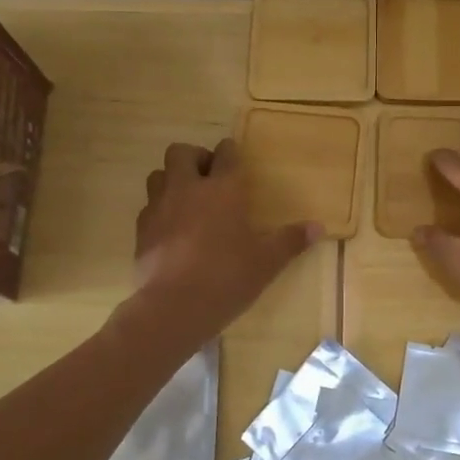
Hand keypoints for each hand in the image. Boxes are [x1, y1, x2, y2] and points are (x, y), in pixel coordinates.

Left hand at [132, 139, 319, 337]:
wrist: (173, 308)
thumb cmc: (226, 277)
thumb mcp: (266, 262)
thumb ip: (290, 241)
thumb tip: (318, 227)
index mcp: (223, 189)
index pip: (225, 152)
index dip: (230, 152)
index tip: (235, 160)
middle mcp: (187, 188)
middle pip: (181, 152)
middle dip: (195, 157)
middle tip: (208, 177)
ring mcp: (159, 207)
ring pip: (158, 175)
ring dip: (172, 179)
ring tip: (187, 199)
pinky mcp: (141, 230)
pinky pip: (148, 206)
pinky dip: (159, 209)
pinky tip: (172, 229)